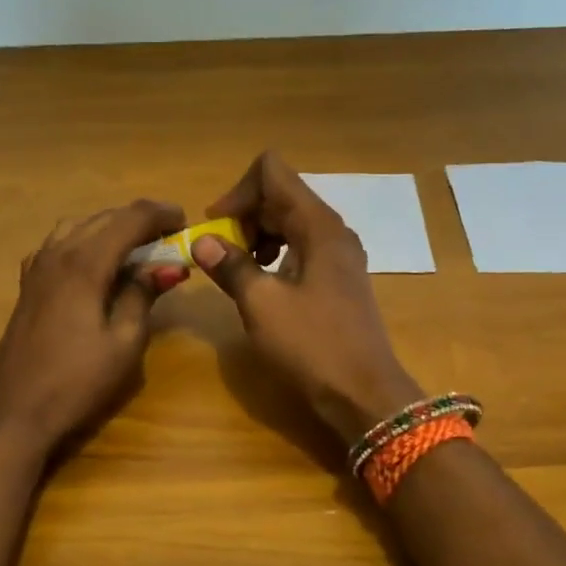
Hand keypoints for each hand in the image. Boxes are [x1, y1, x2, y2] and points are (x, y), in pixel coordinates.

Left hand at [0, 200, 188, 453]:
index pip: (130, 219)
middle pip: (104, 218)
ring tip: (137, 247)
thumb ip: (142, 295)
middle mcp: (58, 254)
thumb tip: (167, 266)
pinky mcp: (28, 284)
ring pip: (79, 226)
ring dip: (111, 227)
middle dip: (139, 219)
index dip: (161, 214)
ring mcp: (37, 268)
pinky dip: (85, 241)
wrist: (14, 412)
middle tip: (170, 237)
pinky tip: (96, 264)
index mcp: (85, 263)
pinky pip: (59, 244)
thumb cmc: (76, 382)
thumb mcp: (123, 343)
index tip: (186, 222)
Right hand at [193, 151, 422, 443]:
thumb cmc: (312, 345)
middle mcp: (331, 230)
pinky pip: (300, 247)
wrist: (363, 393)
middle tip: (220, 253)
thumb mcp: (261, 304)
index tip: (216, 226)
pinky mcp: (337, 278)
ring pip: (289, 222)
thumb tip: (202, 241)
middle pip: (280, 195)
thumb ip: (230, 266)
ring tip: (237, 269)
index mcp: (317, 225)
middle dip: (244, 215)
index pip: (272, 172)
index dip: (238, 191)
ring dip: (257, 236)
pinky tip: (261, 283)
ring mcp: (338, 254)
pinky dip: (274, 255)